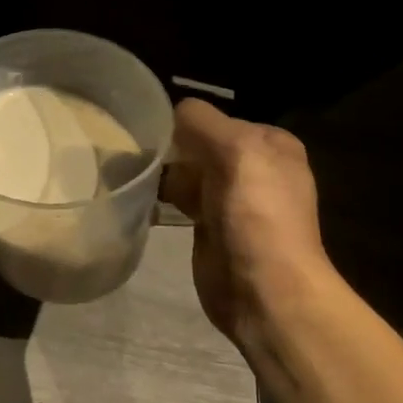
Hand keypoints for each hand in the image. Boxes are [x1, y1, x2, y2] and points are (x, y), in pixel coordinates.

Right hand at [161, 99, 335, 346]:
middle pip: (199, 143)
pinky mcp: (210, 226)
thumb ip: (200, 120)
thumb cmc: (256, 211)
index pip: (217, 117)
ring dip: (162, 172)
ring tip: (132, 173)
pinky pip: (178, 199)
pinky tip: (140, 198)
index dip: (187, 124)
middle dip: (171, 148)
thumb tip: (170, 113)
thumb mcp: (234, 147)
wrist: (264, 289)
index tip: (157, 134)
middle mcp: (254, 167)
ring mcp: (231, 199)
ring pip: (185, 171)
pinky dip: (160, 198)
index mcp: (271, 144)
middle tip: (138, 154)